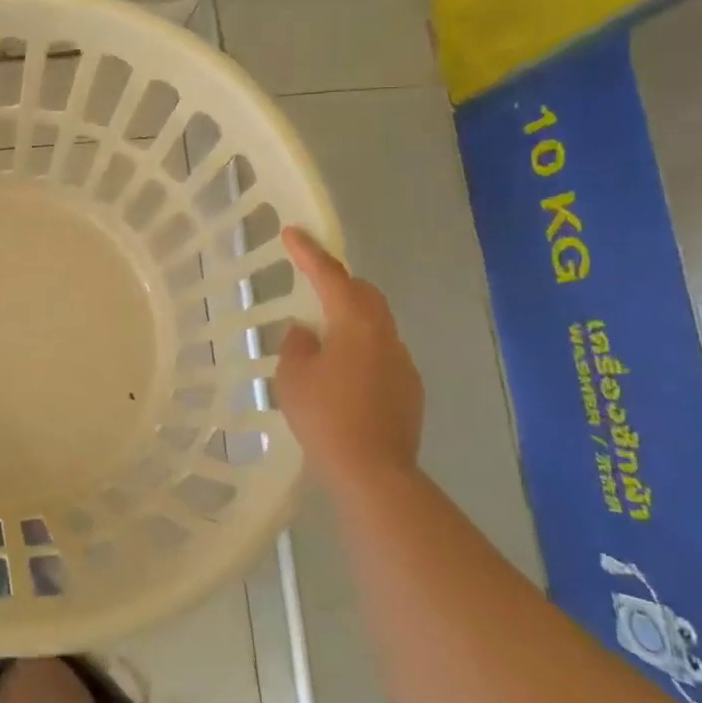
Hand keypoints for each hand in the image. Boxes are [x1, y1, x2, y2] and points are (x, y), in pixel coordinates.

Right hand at [276, 227, 424, 483]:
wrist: (372, 470)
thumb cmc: (325, 416)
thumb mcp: (293, 377)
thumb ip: (297, 345)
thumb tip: (307, 332)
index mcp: (355, 324)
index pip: (330, 276)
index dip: (309, 253)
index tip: (292, 232)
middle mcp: (385, 335)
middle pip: (364, 295)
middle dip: (339, 283)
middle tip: (312, 283)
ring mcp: (403, 363)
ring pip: (376, 325)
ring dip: (350, 318)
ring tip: (323, 335)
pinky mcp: (409, 389)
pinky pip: (382, 353)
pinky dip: (361, 349)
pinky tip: (343, 374)